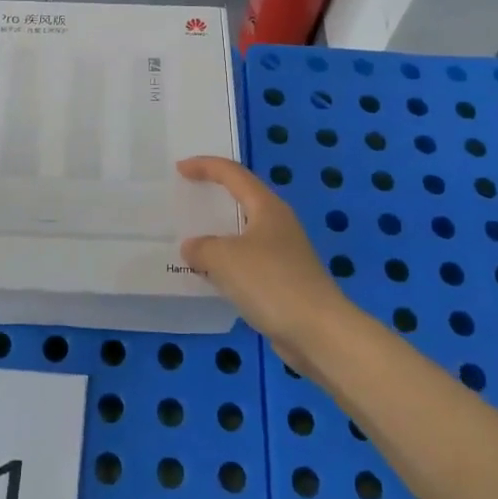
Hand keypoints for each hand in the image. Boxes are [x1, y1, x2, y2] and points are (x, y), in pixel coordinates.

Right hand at [177, 156, 355, 359]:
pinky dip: (227, 262)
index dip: (205, 166)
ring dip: (219, 234)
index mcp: (267, 207)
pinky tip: (211, 276)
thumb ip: (201, 248)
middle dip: (214, 196)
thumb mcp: (224, 259)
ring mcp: (284, 253)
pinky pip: (248, 261)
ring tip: (192, 240)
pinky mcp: (284, 281)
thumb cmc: (271, 282)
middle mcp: (278, 223)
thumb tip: (193, 248)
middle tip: (186, 198)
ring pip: (244, 233)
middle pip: (242, 199)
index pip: (233, 174)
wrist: (318, 332)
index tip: (180, 169)